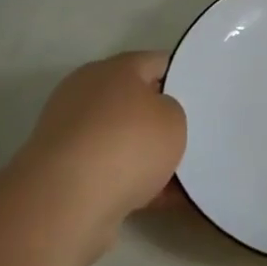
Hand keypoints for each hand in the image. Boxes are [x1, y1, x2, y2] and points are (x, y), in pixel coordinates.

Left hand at [6, 52, 185, 228]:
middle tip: (194, 136)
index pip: (157, 63)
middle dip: (163, 120)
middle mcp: (87, 93)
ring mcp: (71, 133)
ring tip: (182, 176)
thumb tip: (157, 117)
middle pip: (136, 102)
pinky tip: (161, 199)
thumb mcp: (174, 118)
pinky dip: (132, 182)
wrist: (66, 202)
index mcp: (114, 69)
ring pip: (123, 139)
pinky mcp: (63, 170)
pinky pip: (110, 170)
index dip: (183, 77)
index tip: (203, 97)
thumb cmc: (128, 145)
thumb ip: (173, 110)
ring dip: (147, 156)